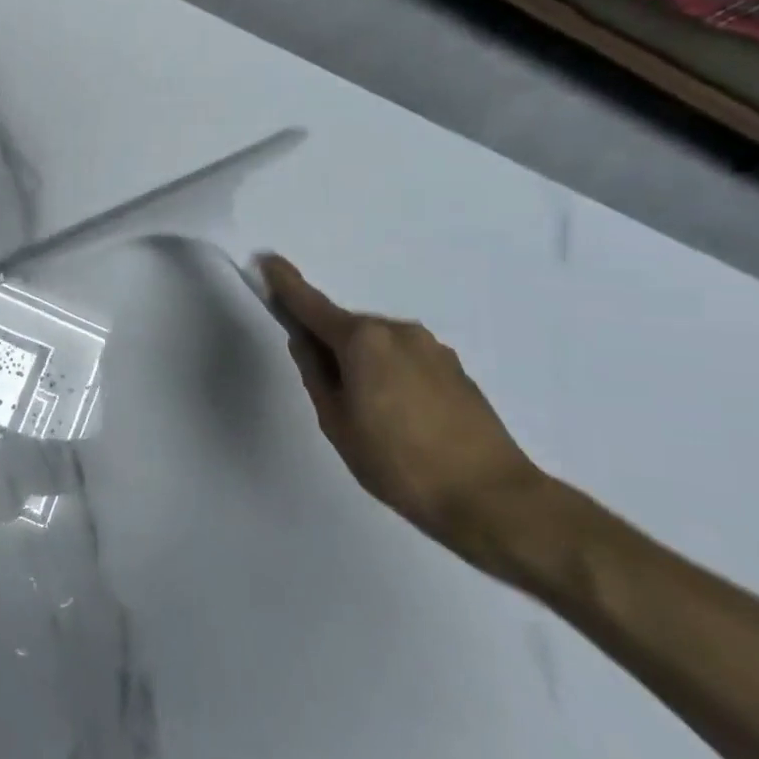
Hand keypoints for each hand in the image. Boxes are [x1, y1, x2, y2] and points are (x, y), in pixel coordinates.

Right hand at [259, 254, 547, 558]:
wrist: (491, 497)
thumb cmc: (397, 461)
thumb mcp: (337, 421)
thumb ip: (316, 373)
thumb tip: (305, 342)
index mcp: (362, 340)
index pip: (311, 304)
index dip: (285, 283)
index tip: (267, 260)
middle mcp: (397, 331)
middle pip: (346, 327)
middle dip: (328, 344)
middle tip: (326, 392)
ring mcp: (431, 348)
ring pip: (377, 345)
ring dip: (362, 363)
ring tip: (368, 416)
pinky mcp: (455, 369)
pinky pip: (404, 360)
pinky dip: (389, 374)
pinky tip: (399, 417)